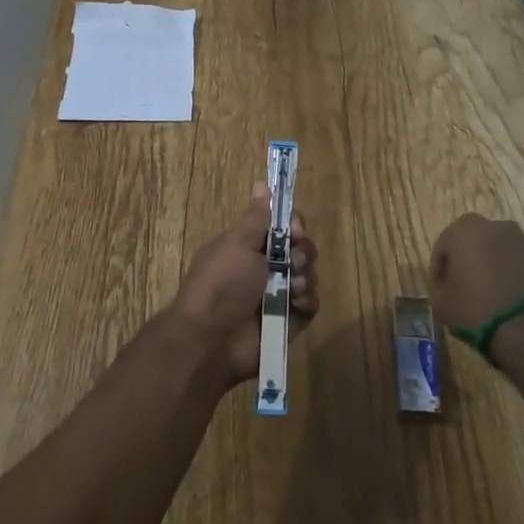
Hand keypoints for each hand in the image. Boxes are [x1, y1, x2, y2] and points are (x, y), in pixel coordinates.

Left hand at [168, 185, 318, 383]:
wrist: (211, 339)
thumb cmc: (222, 283)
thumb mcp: (237, 243)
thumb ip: (256, 217)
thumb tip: (261, 184)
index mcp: (249, 245)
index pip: (283, 226)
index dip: (294, 224)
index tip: (294, 230)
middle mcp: (265, 267)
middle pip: (301, 248)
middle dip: (303, 251)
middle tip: (293, 261)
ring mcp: (278, 294)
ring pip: (309, 274)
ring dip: (305, 276)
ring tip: (292, 286)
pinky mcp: (290, 320)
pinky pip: (311, 303)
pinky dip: (307, 300)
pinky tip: (295, 302)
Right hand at [428, 213, 523, 335]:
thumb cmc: (476, 310)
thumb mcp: (440, 303)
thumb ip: (440, 285)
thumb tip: (448, 284)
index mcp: (464, 230)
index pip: (443, 246)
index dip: (440, 269)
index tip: (442, 289)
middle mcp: (496, 227)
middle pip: (474, 243)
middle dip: (468, 262)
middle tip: (465, 288)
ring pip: (500, 252)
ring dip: (493, 268)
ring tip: (490, 297)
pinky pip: (521, 266)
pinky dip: (514, 278)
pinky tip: (511, 302)